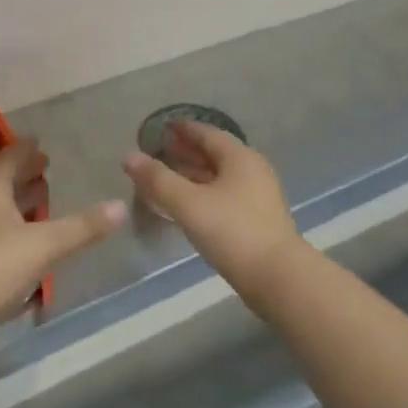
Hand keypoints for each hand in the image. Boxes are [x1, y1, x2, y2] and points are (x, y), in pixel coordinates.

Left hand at [0, 140, 125, 327]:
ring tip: (42, 199)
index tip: (38, 140)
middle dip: (23, 174)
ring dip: (18, 202)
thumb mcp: (44, 244)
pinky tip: (29, 242)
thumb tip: (120, 205)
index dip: (23, 149)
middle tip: (45, 166)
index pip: (7, 159)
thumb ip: (82, 227)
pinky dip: (14, 229)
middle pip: (0, 183)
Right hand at [124, 122, 304, 300]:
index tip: (163, 128)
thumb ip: (158, 179)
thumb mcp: (188, 203)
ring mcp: (258, 197)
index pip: (207, 133)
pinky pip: (224, 196)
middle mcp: (252, 171)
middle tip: (161, 152)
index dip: (183, 130)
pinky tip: (187, 206)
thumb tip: (129, 156)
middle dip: (187, 152)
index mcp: (240, 157)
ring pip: (220, 177)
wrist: (278, 279)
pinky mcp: (258, 221)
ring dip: (194, 175)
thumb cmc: (232, 231)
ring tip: (167, 178)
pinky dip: (203, 194)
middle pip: (215, 154)